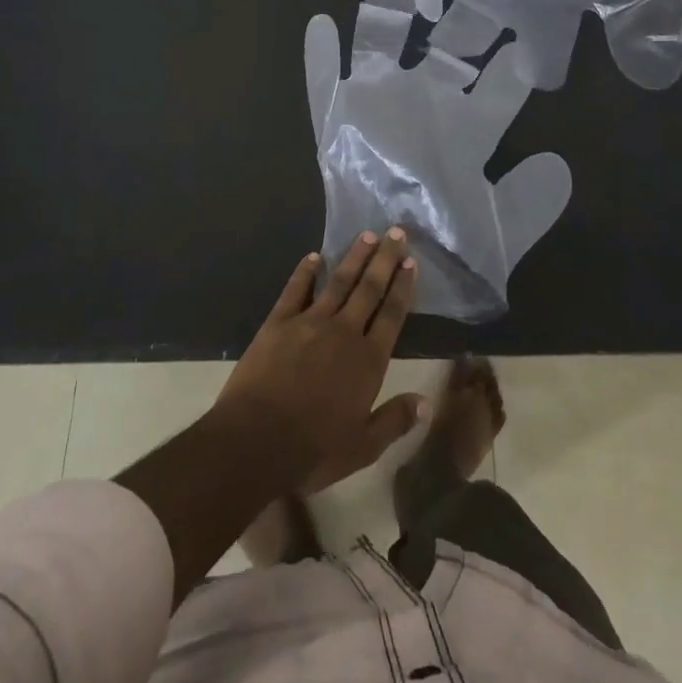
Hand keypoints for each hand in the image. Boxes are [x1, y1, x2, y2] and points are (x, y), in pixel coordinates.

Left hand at [217, 229, 422, 490]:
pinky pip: (295, 290)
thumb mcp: (363, 447)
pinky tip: (313, 257)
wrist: (255, 441)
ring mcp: (309, 322)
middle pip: (370, 288)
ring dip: (354, 257)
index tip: (411, 262)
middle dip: (385, 259)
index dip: (403, 287)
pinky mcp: (278, 322)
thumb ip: (395, 421)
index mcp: (368, 360)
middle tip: (396, 232)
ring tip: (367, 235)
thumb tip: (426, 402)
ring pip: (338, 282)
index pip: (392, 314)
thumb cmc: (313, 450)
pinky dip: (305, 271)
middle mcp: (344, 332)